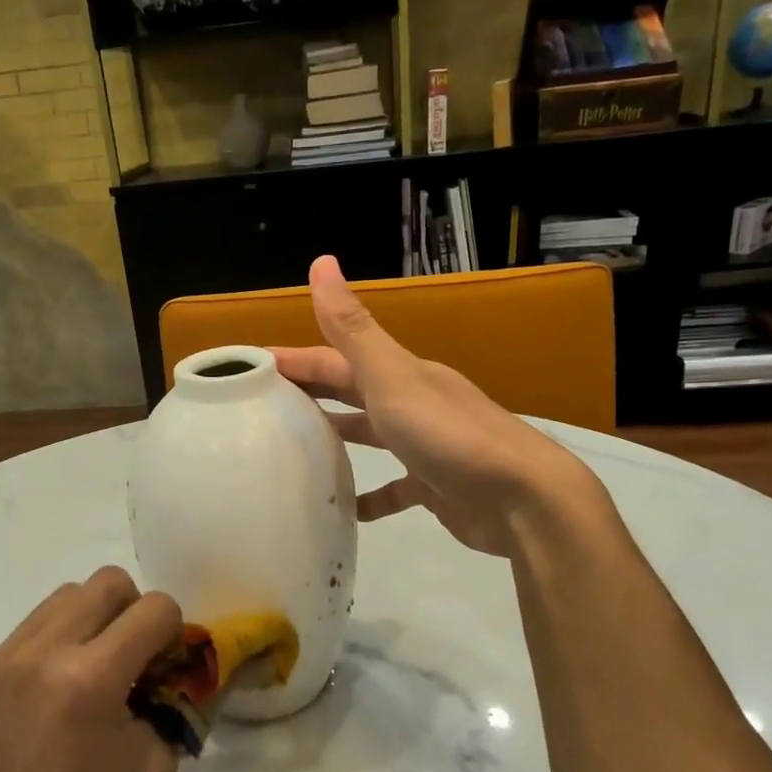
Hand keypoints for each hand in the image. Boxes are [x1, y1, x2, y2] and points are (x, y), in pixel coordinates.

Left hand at [0, 567, 182, 771]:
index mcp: (91, 679)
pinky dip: (51, 649)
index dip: (173, 631)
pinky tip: (44, 699)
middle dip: (133, 610)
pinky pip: (27, 632)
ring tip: (87, 672)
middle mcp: (43, 652)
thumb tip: (179, 675)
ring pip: (64, 597)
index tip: (165, 665)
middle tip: (131, 656)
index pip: (154, 608)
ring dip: (90, 621)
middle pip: (107, 581)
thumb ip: (176, 709)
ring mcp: (1, 657)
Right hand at [270, 255, 596, 556]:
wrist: (522, 500)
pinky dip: (371, 496)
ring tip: (296, 454)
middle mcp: (413, 403)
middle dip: (310, 395)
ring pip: (372, 436)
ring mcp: (427, 446)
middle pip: (351, 392)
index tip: (248, 370)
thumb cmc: (449, 436)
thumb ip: (353, 329)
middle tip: (262, 410)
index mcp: (401, 374)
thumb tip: (322, 261)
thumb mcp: (393, 378)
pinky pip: (395, 489)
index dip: (294, 359)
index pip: (335, 358)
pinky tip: (348, 509)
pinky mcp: (436, 487)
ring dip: (339, 439)